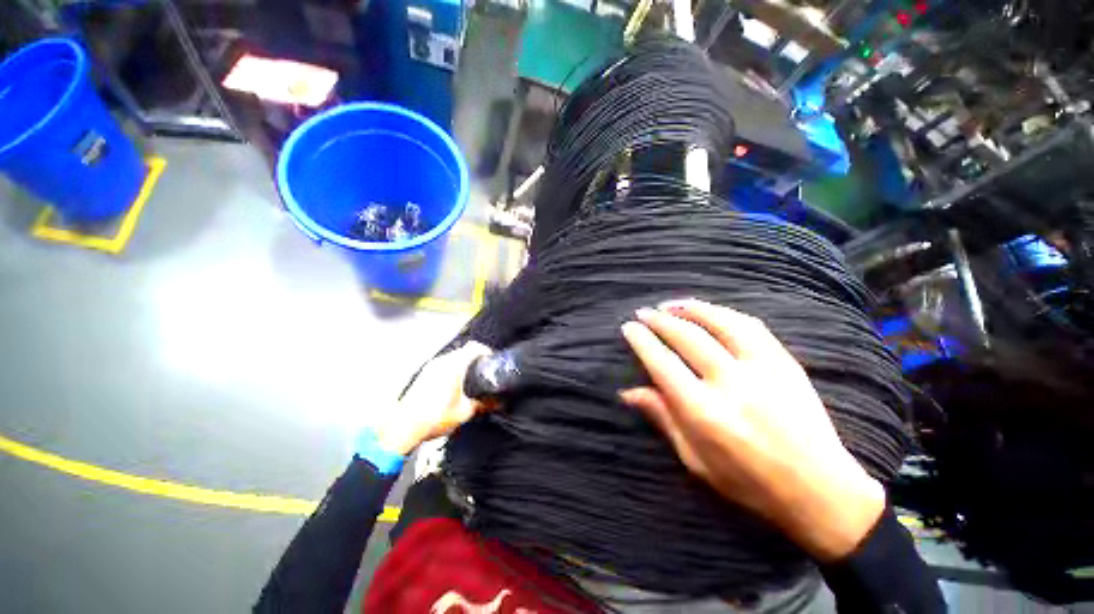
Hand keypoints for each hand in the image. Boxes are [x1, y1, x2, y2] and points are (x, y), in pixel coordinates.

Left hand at [375, 342, 492, 455]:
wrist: (404, 427)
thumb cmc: (434, 418)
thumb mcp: (465, 412)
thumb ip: (484, 404)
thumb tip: (497, 403)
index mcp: (454, 365)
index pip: (475, 347)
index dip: (487, 351)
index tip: (492, 359)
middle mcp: (442, 361)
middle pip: (464, 351)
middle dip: (476, 359)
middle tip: (483, 371)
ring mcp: (430, 367)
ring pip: (452, 357)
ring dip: (462, 364)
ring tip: (469, 379)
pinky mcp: (423, 374)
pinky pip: (442, 365)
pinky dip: (451, 370)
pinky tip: (453, 386)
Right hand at [620, 300, 884, 561]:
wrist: (821, 490)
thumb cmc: (748, 482)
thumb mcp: (695, 459)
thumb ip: (662, 418)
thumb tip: (627, 391)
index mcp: (704, 412)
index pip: (662, 363)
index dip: (642, 341)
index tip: (628, 327)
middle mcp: (731, 384)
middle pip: (687, 337)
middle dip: (660, 319)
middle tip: (644, 312)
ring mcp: (763, 369)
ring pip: (720, 322)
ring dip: (690, 308)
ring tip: (670, 304)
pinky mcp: (785, 363)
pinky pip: (750, 326)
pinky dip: (723, 313)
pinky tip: (709, 311)